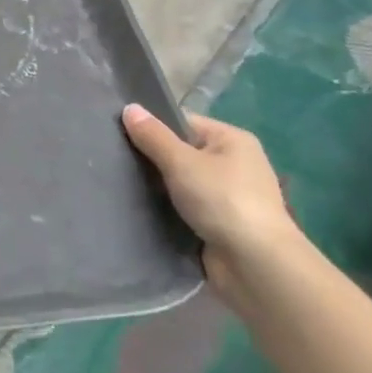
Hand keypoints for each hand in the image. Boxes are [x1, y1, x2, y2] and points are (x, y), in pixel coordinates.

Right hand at [122, 105, 297, 304]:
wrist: (255, 264)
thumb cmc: (222, 201)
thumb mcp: (182, 162)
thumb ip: (153, 136)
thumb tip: (129, 107)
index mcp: (233, 140)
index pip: (184, 123)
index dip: (154, 127)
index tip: (121, 135)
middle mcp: (235, 164)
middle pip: (183, 153)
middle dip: (153, 160)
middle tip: (116, 162)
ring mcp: (229, 197)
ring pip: (182, 183)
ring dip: (159, 188)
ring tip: (121, 186)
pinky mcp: (220, 225)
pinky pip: (186, 209)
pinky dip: (168, 210)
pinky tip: (141, 211)